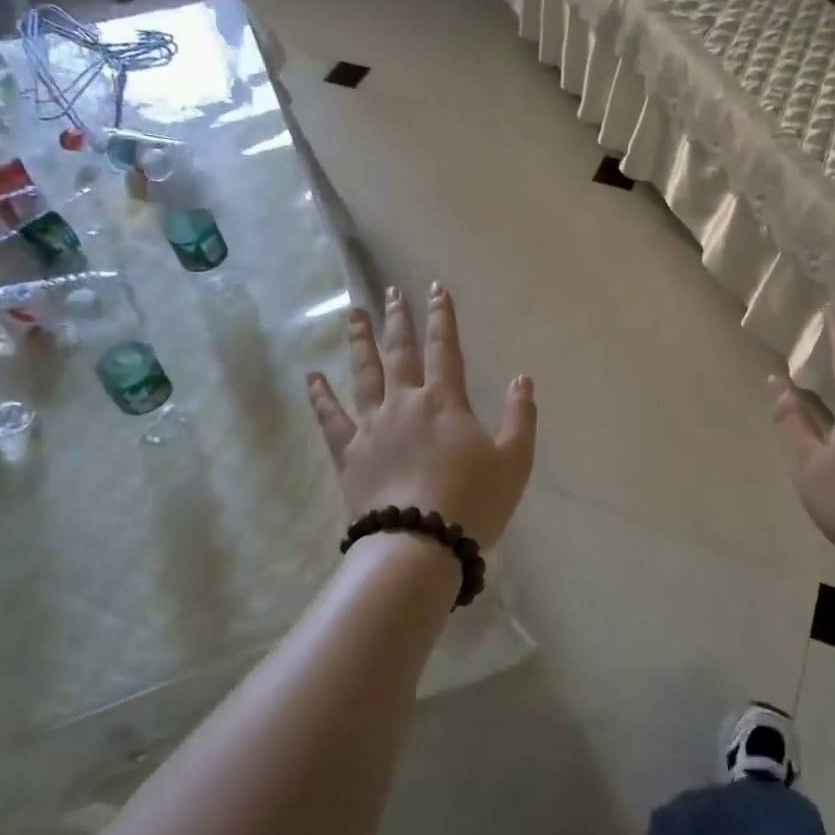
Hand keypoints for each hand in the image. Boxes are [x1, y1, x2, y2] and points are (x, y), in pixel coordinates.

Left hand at [305, 284, 536, 548]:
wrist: (420, 543)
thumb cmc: (473, 502)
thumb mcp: (514, 461)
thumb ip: (519, 417)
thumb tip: (522, 379)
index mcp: (444, 402)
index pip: (444, 349)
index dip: (441, 318)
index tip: (435, 290)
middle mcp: (405, 403)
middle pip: (400, 353)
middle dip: (398, 320)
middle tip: (390, 292)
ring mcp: (372, 426)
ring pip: (364, 374)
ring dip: (360, 342)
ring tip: (354, 315)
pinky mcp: (350, 453)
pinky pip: (331, 418)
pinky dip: (320, 397)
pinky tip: (312, 377)